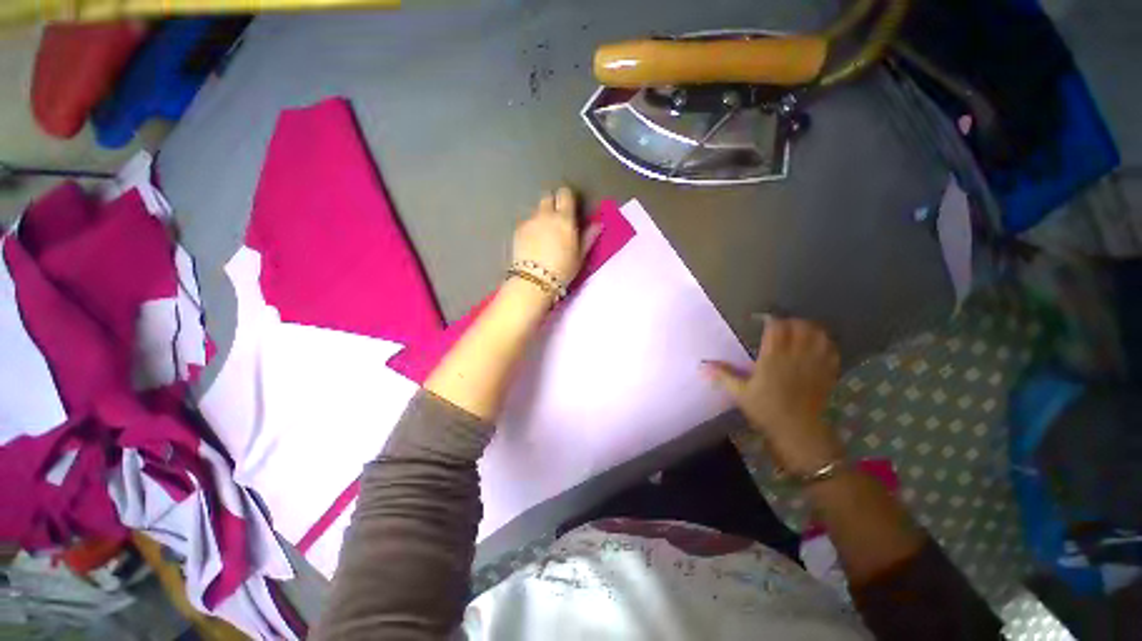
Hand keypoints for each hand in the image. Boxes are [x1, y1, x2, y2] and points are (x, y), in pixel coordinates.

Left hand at [512, 187, 599, 285]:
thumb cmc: (562, 269)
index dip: (567, 198)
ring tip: (544, 234)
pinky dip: (530, 227)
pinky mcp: (517, 230)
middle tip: (557, 219)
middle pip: (547, 197)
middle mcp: (545, 215)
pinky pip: (526, 222)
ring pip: (536, 210)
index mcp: (564, 218)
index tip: (570, 208)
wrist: (534, 280)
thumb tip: (598, 224)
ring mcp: (529, 221)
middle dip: (552, 203)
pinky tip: (532, 242)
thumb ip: (588, 237)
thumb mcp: (580, 256)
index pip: (565, 194)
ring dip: (541, 216)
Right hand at [704, 317, 844, 474]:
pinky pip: (831, 349)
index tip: (763, 321)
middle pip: (799, 325)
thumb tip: (702, 365)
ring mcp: (815, 363)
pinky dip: (825, 342)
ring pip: (818, 334)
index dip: (771, 319)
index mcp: (773, 357)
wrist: (798, 430)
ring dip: (810, 328)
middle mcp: (795, 355)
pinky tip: (818, 345)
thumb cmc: (765, 410)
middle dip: (791, 321)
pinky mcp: (828, 372)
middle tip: (781, 327)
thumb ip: (723, 374)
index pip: (776, 327)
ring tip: (800, 332)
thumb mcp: (740, 392)